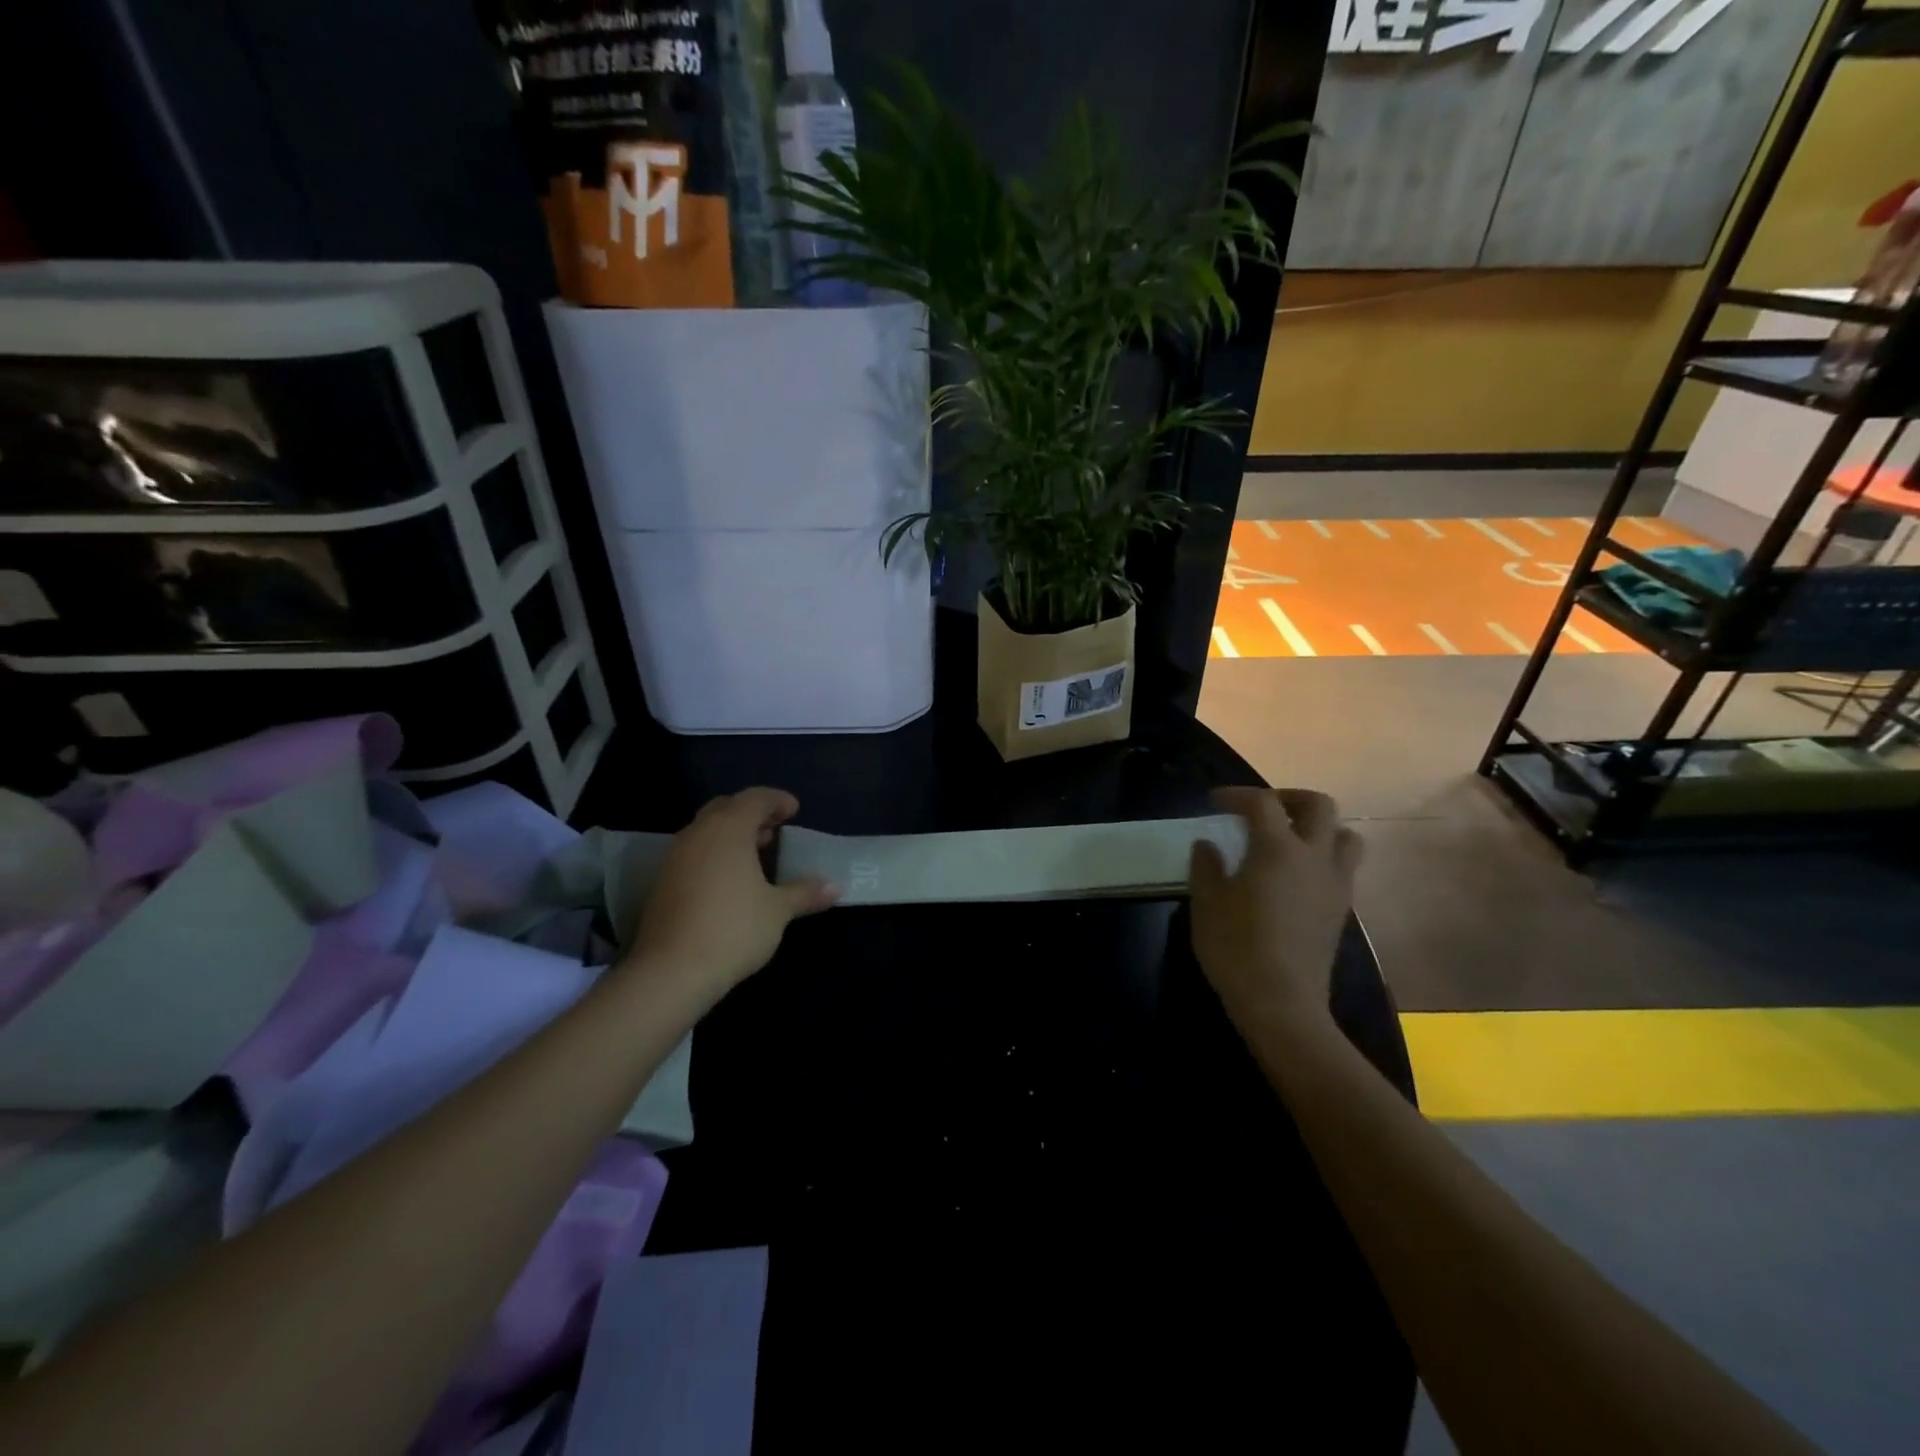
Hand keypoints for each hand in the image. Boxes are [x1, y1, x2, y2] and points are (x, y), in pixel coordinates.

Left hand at [622, 788, 838, 1001]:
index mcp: (729, 829)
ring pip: (706, 830)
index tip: (794, 810)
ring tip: (755, 855)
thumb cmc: (733, 928)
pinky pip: (694, 852)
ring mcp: (675, 857)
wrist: (671, 970)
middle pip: (726, 808)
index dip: (777, 800)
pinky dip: (715, 853)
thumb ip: (805, 892)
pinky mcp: (663, 881)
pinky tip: (730, 880)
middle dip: (752, 814)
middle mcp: (699, 833)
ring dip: (732, 834)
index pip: (755, 798)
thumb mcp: (777, 910)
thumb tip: (835, 886)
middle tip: (774, 830)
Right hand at [1189, 788, 1362, 1035]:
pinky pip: (1342, 867)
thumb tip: (1208, 845)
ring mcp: (1335, 885)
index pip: (1262, 803)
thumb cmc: (1236, 948)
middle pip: (1319, 806)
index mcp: (1277, 849)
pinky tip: (1295, 877)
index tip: (1215, 803)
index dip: (1238, 795)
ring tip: (1289, 839)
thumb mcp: (1207, 904)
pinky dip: (1322, 857)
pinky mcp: (1342, 910)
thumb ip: (1206, 867)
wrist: (1282, 1003)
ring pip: (1344, 836)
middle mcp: (1314, 858)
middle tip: (1261, 811)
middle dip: (1289, 798)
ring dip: (1318, 827)